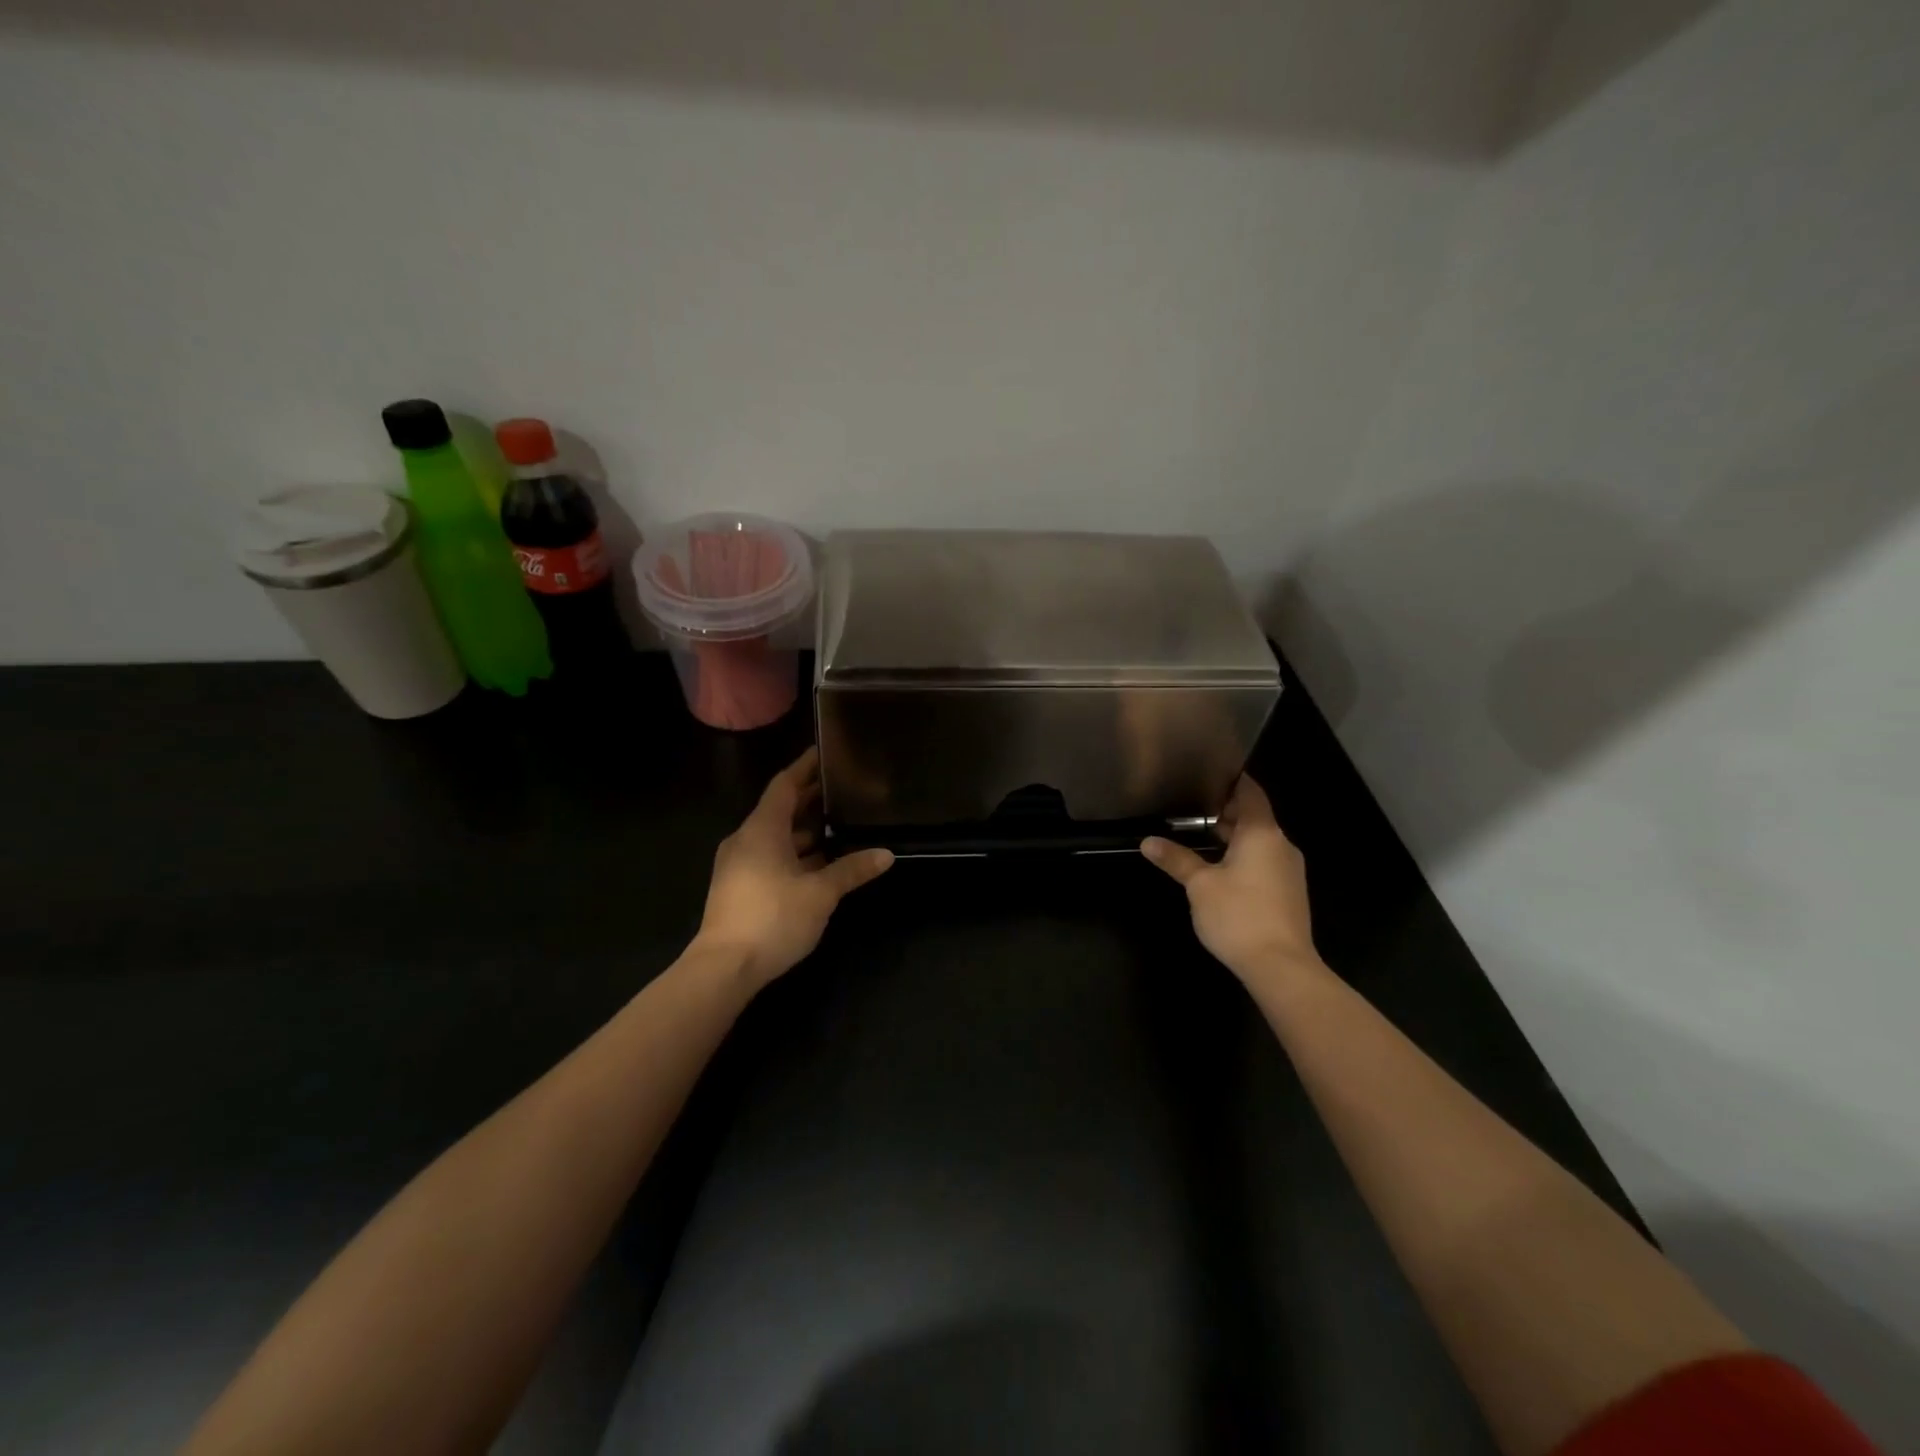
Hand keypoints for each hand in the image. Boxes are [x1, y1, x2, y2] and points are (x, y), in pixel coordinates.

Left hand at [693, 748, 894, 991]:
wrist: (724, 968)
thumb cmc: (772, 918)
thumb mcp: (820, 893)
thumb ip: (851, 870)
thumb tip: (885, 854)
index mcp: (762, 829)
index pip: (785, 785)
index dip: (805, 767)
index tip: (826, 753)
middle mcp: (747, 839)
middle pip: (780, 809)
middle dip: (810, 799)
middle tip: (843, 789)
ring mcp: (739, 864)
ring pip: (776, 836)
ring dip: (805, 830)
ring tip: (839, 825)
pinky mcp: (739, 887)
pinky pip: (771, 856)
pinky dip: (795, 852)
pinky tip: (820, 863)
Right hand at [1141, 775, 1319, 983]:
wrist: (1281, 967)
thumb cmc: (1239, 915)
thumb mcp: (1199, 885)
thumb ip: (1176, 859)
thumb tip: (1148, 842)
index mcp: (1262, 833)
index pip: (1251, 793)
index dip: (1232, 781)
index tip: (1208, 774)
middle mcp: (1281, 845)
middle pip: (1255, 817)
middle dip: (1226, 812)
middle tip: (1192, 808)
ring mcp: (1289, 870)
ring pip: (1259, 842)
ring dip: (1234, 838)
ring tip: (1200, 837)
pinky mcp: (1288, 893)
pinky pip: (1264, 862)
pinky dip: (1244, 857)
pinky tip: (1220, 870)